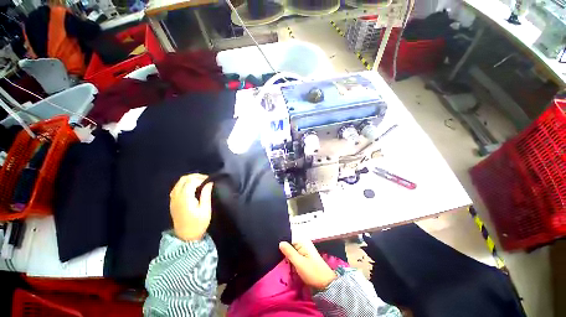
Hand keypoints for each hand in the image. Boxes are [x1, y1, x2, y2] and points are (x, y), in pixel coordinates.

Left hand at [170, 174, 213, 241]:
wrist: (186, 237)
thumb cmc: (198, 224)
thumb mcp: (205, 209)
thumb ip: (206, 194)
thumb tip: (209, 183)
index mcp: (185, 198)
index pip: (191, 181)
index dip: (201, 178)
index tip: (210, 180)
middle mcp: (177, 196)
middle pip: (184, 179)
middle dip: (195, 176)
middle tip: (206, 179)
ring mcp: (173, 199)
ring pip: (179, 182)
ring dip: (190, 179)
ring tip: (201, 182)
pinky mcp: (173, 202)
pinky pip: (177, 187)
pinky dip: (185, 184)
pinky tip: (193, 187)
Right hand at [279, 240, 336, 289]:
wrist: (325, 284)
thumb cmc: (313, 272)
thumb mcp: (299, 262)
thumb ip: (289, 252)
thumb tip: (280, 242)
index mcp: (303, 242)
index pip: (289, 238)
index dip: (282, 244)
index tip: (274, 249)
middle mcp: (304, 244)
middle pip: (290, 244)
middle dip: (284, 250)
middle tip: (276, 256)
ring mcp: (304, 250)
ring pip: (292, 250)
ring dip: (287, 255)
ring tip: (279, 259)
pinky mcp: (305, 257)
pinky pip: (295, 255)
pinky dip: (290, 258)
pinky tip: (286, 263)